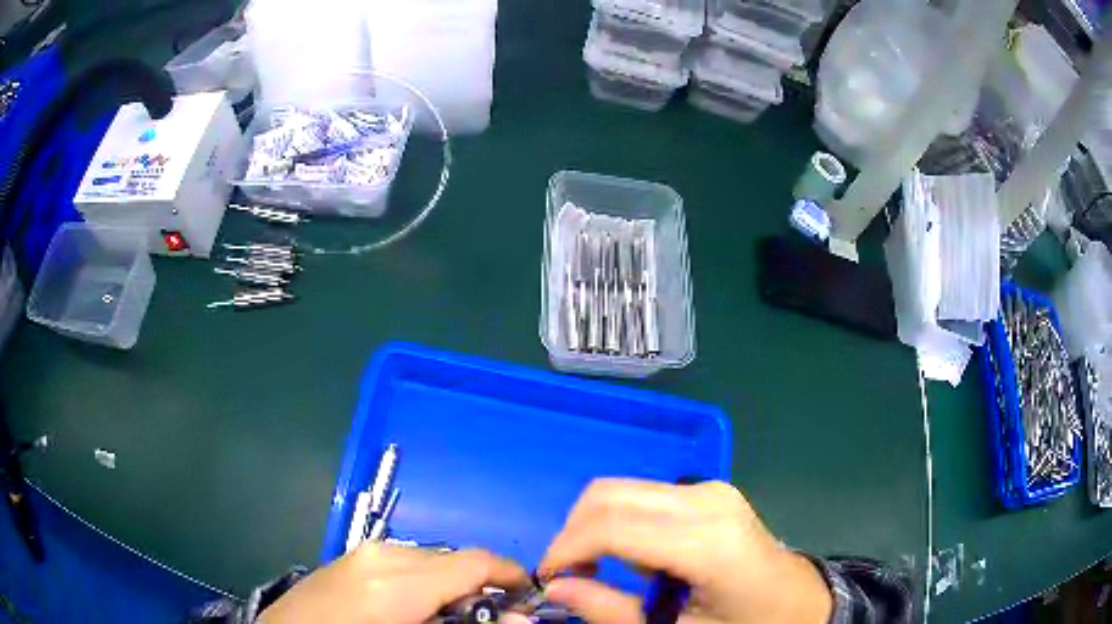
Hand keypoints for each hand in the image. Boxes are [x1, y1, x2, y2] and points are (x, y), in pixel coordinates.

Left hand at [259, 543, 527, 623]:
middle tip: (490, 617)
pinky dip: (426, 581)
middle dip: (481, 586)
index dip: (512, 577)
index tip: (529, 599)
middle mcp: (383, 554)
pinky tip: (415, 607)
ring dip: (453, 584)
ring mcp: (364, 551)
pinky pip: (406, 561)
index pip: (475, 562)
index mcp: (397, 581)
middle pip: (456, 559)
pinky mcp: (352, 556)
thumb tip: (518, 617)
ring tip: (450, 616)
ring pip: (432, 559)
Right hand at [538, 479, 831, 623]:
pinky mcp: (710, 491)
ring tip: (597, 570)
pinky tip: (632, 558)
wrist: (798, 603)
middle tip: (569, 577)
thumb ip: (610, 611)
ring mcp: (711, 490)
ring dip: (593, 526)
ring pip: (622, 490)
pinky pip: (643, 496)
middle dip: (573, 533)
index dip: (565, 550)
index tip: (547, 580)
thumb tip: (556, 587)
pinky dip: (619, 522)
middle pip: (609, 495)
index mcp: (706, 542)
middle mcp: (706, 501)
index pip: (611, 527)